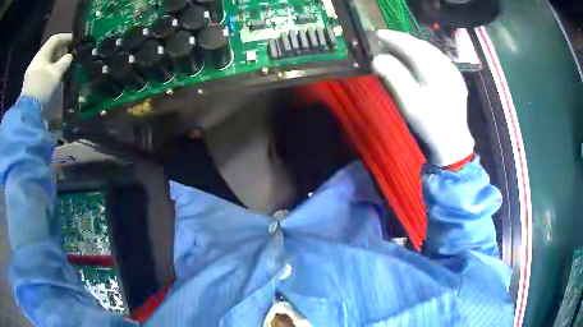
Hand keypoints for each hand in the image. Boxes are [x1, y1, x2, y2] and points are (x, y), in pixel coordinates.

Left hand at [22, 33, 73, 104]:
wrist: (28, 112)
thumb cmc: (42, 88)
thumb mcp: (56, 73)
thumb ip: (65, 62)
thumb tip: (70, 56)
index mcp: (41, 54)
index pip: (55, 39)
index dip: (66, 38)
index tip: (75, 41)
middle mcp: (36, 60)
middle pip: (49, 50)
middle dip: (60, 50)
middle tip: (69, 54)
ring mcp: (31, 73)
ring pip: (45, 61)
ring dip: (54, 61)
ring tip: (62, 66)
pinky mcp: (29, 84)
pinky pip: (41, 72)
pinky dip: (48, 71)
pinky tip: (53, 76)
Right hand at [372, 30, 473, 166]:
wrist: (453, 143)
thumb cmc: (430, 125)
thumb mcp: (410, 104)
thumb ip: (394, 78)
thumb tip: (377, 58)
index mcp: (436, 73)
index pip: (413, 47)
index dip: (394, 39)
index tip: (377, 35)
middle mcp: (447, 68)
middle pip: (423, 46)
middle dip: (403, 39)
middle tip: (384, 38)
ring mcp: (454, 73)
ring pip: (431, 51)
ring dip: (414, 44)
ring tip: (398, 44)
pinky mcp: (456, 79)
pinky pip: (438, 58)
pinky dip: (425, 53)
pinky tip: (418, 56)